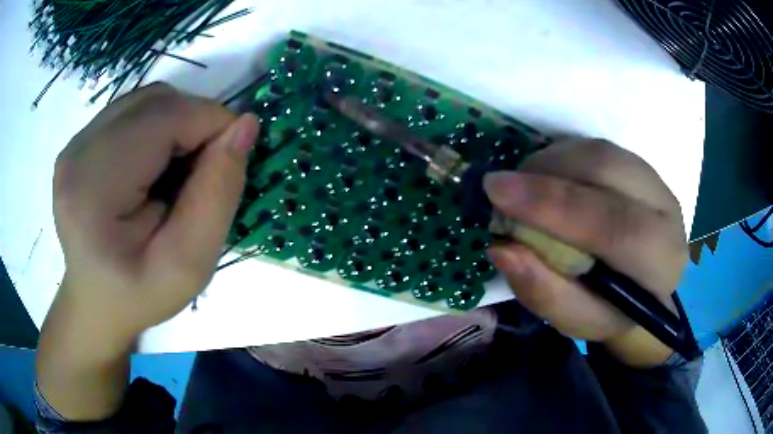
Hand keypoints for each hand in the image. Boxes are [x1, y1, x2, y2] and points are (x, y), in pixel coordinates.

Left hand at [52, 83, 258, 341]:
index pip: (165, 118)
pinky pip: (132, 111)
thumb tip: (245, 125)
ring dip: (176, 124)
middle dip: (195, 124)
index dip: (212, 124)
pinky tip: (153, 166)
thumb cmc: (140, 295)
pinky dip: (157, 127)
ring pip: (147, 100)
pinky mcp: (78, 142)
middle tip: (203, 173)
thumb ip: (218, 195)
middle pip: (156, 102)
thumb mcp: (190, 265)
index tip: (232, 158)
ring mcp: (75, 144)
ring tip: (176, 172)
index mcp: (94, 189)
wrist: (96, 302)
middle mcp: (78, 153)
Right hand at [484, 139, 687, 366]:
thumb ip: (543, 292)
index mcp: (658, 261)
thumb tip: (501, 247)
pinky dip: (561, 156)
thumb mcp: (576, 320)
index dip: (552, 204)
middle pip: (605, 169)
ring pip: (598, 150)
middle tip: (502, 190)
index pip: (612, 224)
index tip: (496, 191)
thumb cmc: (611, 311)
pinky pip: (595, 147)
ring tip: (524, 187)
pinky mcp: (640, 165)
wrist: (645, 287)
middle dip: (546, 173)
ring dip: (550, 161)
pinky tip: (547, 178)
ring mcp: (655, 180)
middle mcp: (666, 210)